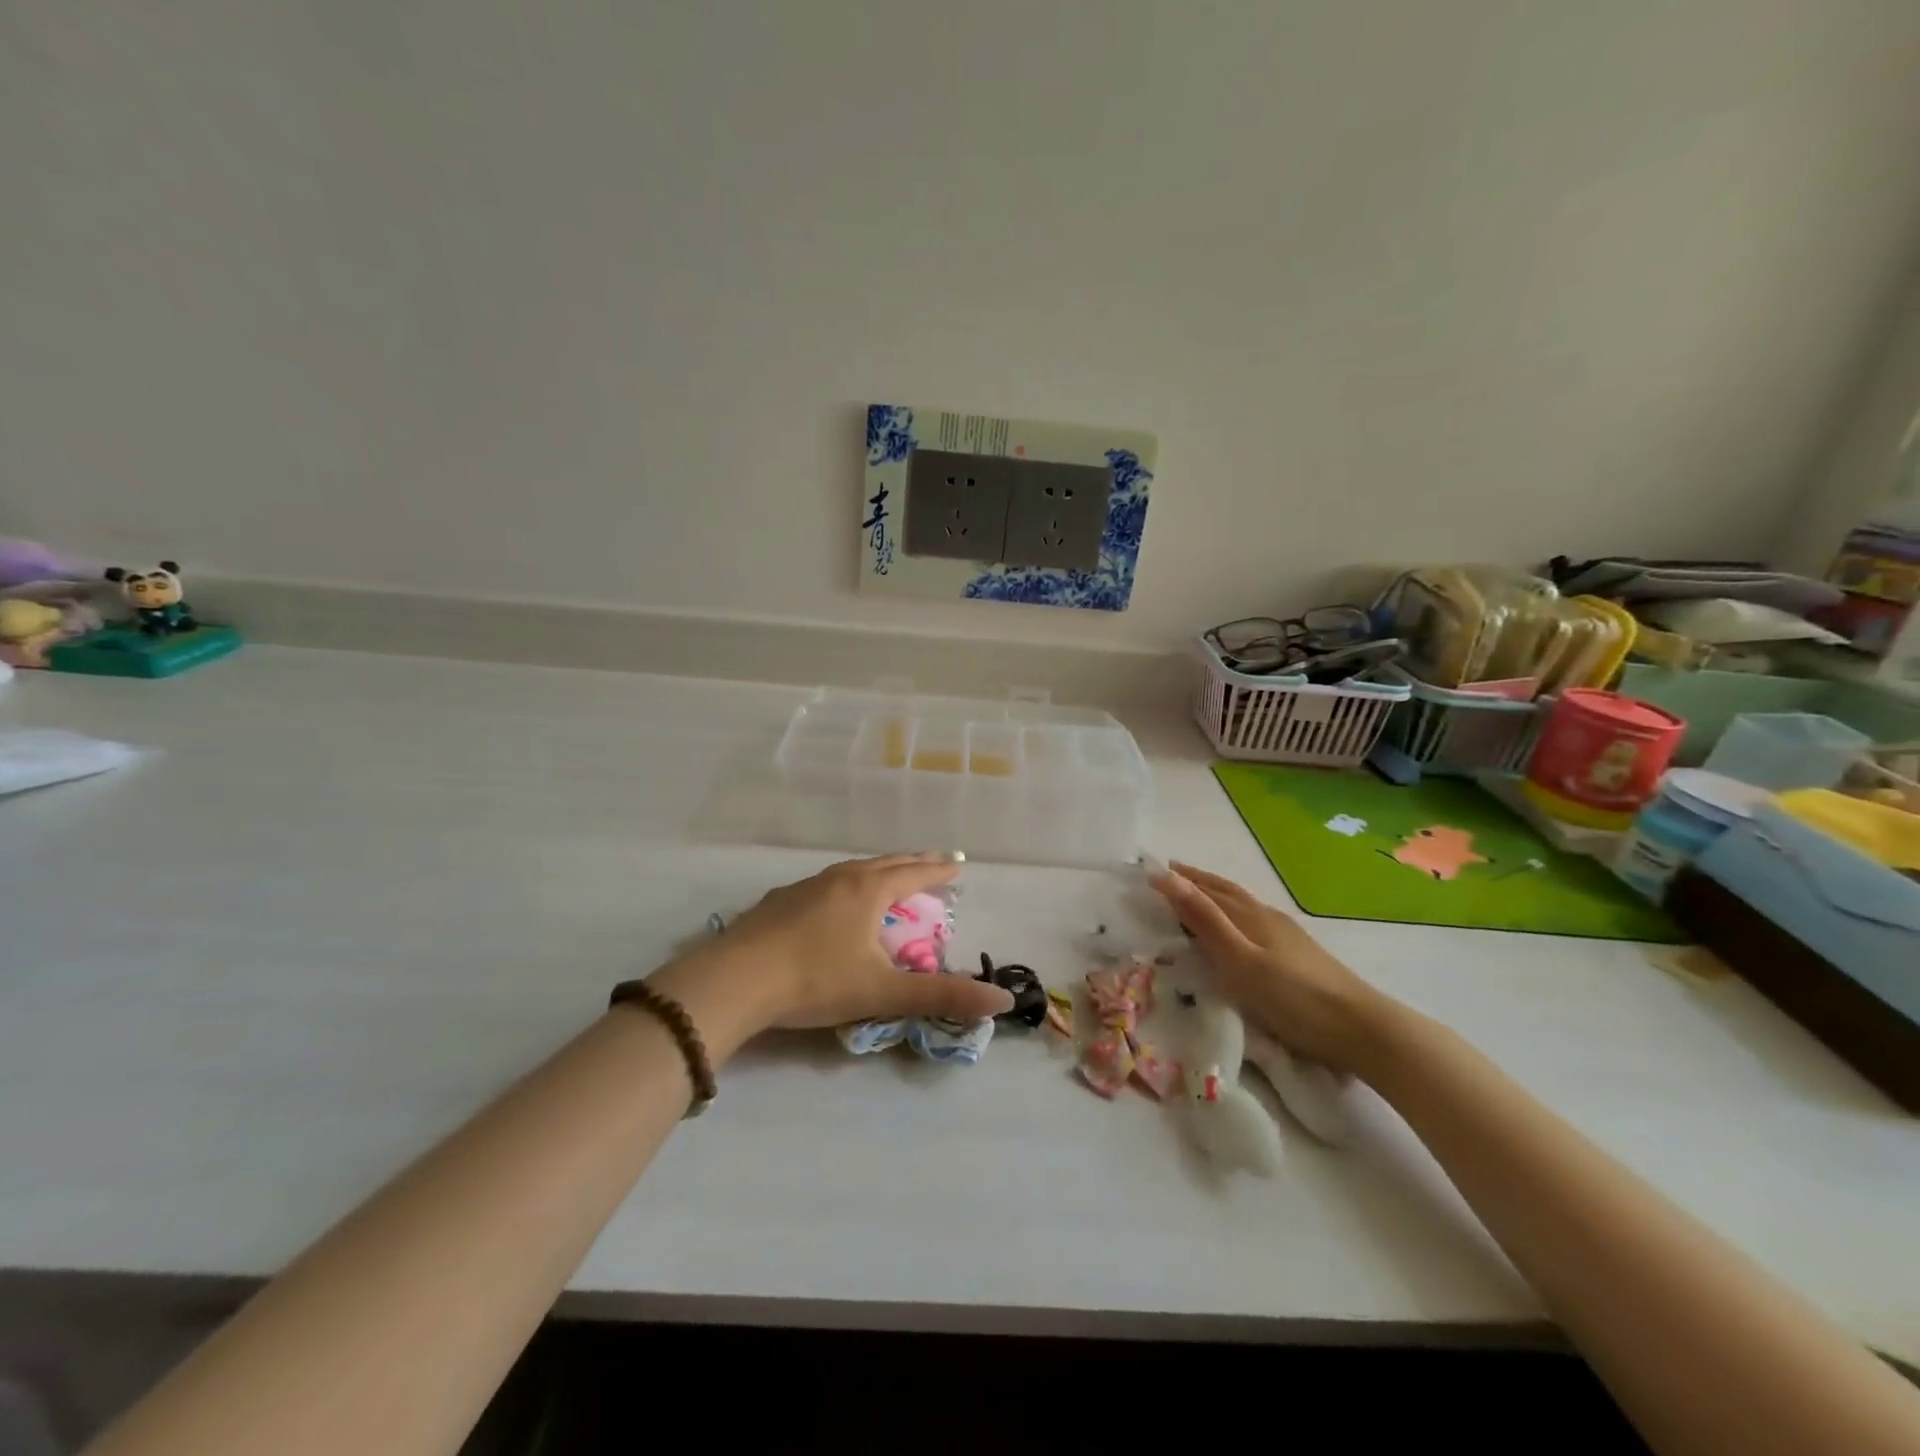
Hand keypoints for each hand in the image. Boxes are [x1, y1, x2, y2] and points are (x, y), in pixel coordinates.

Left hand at [652, 854, 1012, 1058]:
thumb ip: (941, 996)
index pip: (914, 873)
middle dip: (912, 862)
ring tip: (886, 878)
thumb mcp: (882, 992)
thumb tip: (1001, 999)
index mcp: (868, 891)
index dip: (939, 869)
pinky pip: (823, 885)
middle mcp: (839, 879)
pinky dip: (844, 886)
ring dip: (876, 872)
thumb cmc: (815, 980)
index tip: (958, 864)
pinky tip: (832, 903)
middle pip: (884, 864)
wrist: (733, 981)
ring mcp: (804, 887)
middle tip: (932, 861)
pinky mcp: (777, 903)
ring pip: (850, 871)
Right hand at [1149, 862, 1389, 1071]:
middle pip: (1226, 892)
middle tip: (1172, 873)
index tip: (1152, 871)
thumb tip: (1166, 876)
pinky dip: (1235, 915)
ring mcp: (1287, 935)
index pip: (1207, 890)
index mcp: (1250, 916)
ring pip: (1242, 906)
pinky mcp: (1299, 955)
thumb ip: (1204, 919)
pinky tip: (1241, 929)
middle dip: (1197, 881)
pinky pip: (1255, 922)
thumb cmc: (1293, 997)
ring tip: (1198, 896)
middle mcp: (1267, 917)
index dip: (1181, 880)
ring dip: (1216, 896)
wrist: (1362, 1029)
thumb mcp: (1239, 959)